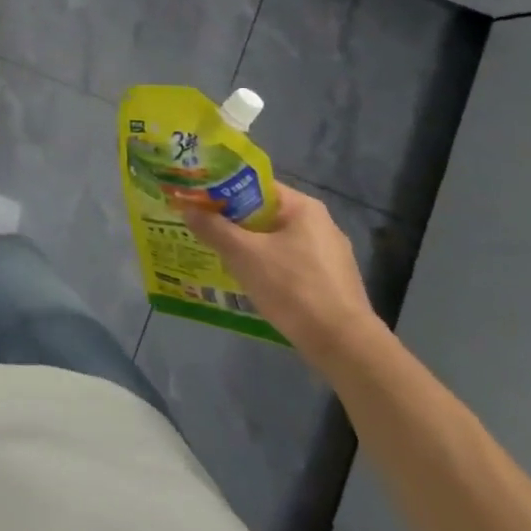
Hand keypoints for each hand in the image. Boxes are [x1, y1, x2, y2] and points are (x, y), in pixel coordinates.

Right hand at [182, 184, 382, 370]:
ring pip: (275, 241)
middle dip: (232, 221)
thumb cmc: (292, 287)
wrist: (343, 344)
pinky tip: (250, 280)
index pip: (255, 186)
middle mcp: (320, 224)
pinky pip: (289, 263)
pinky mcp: (331, 281)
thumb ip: (213, 228)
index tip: (197, 201)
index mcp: (303, 208)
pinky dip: (267, 266)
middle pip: (264, 214)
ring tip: (218, 255)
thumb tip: (187, 209)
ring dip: (248, 246)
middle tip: (201, 228)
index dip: (223, 191)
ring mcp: (329, 255)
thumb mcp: (243, 254)